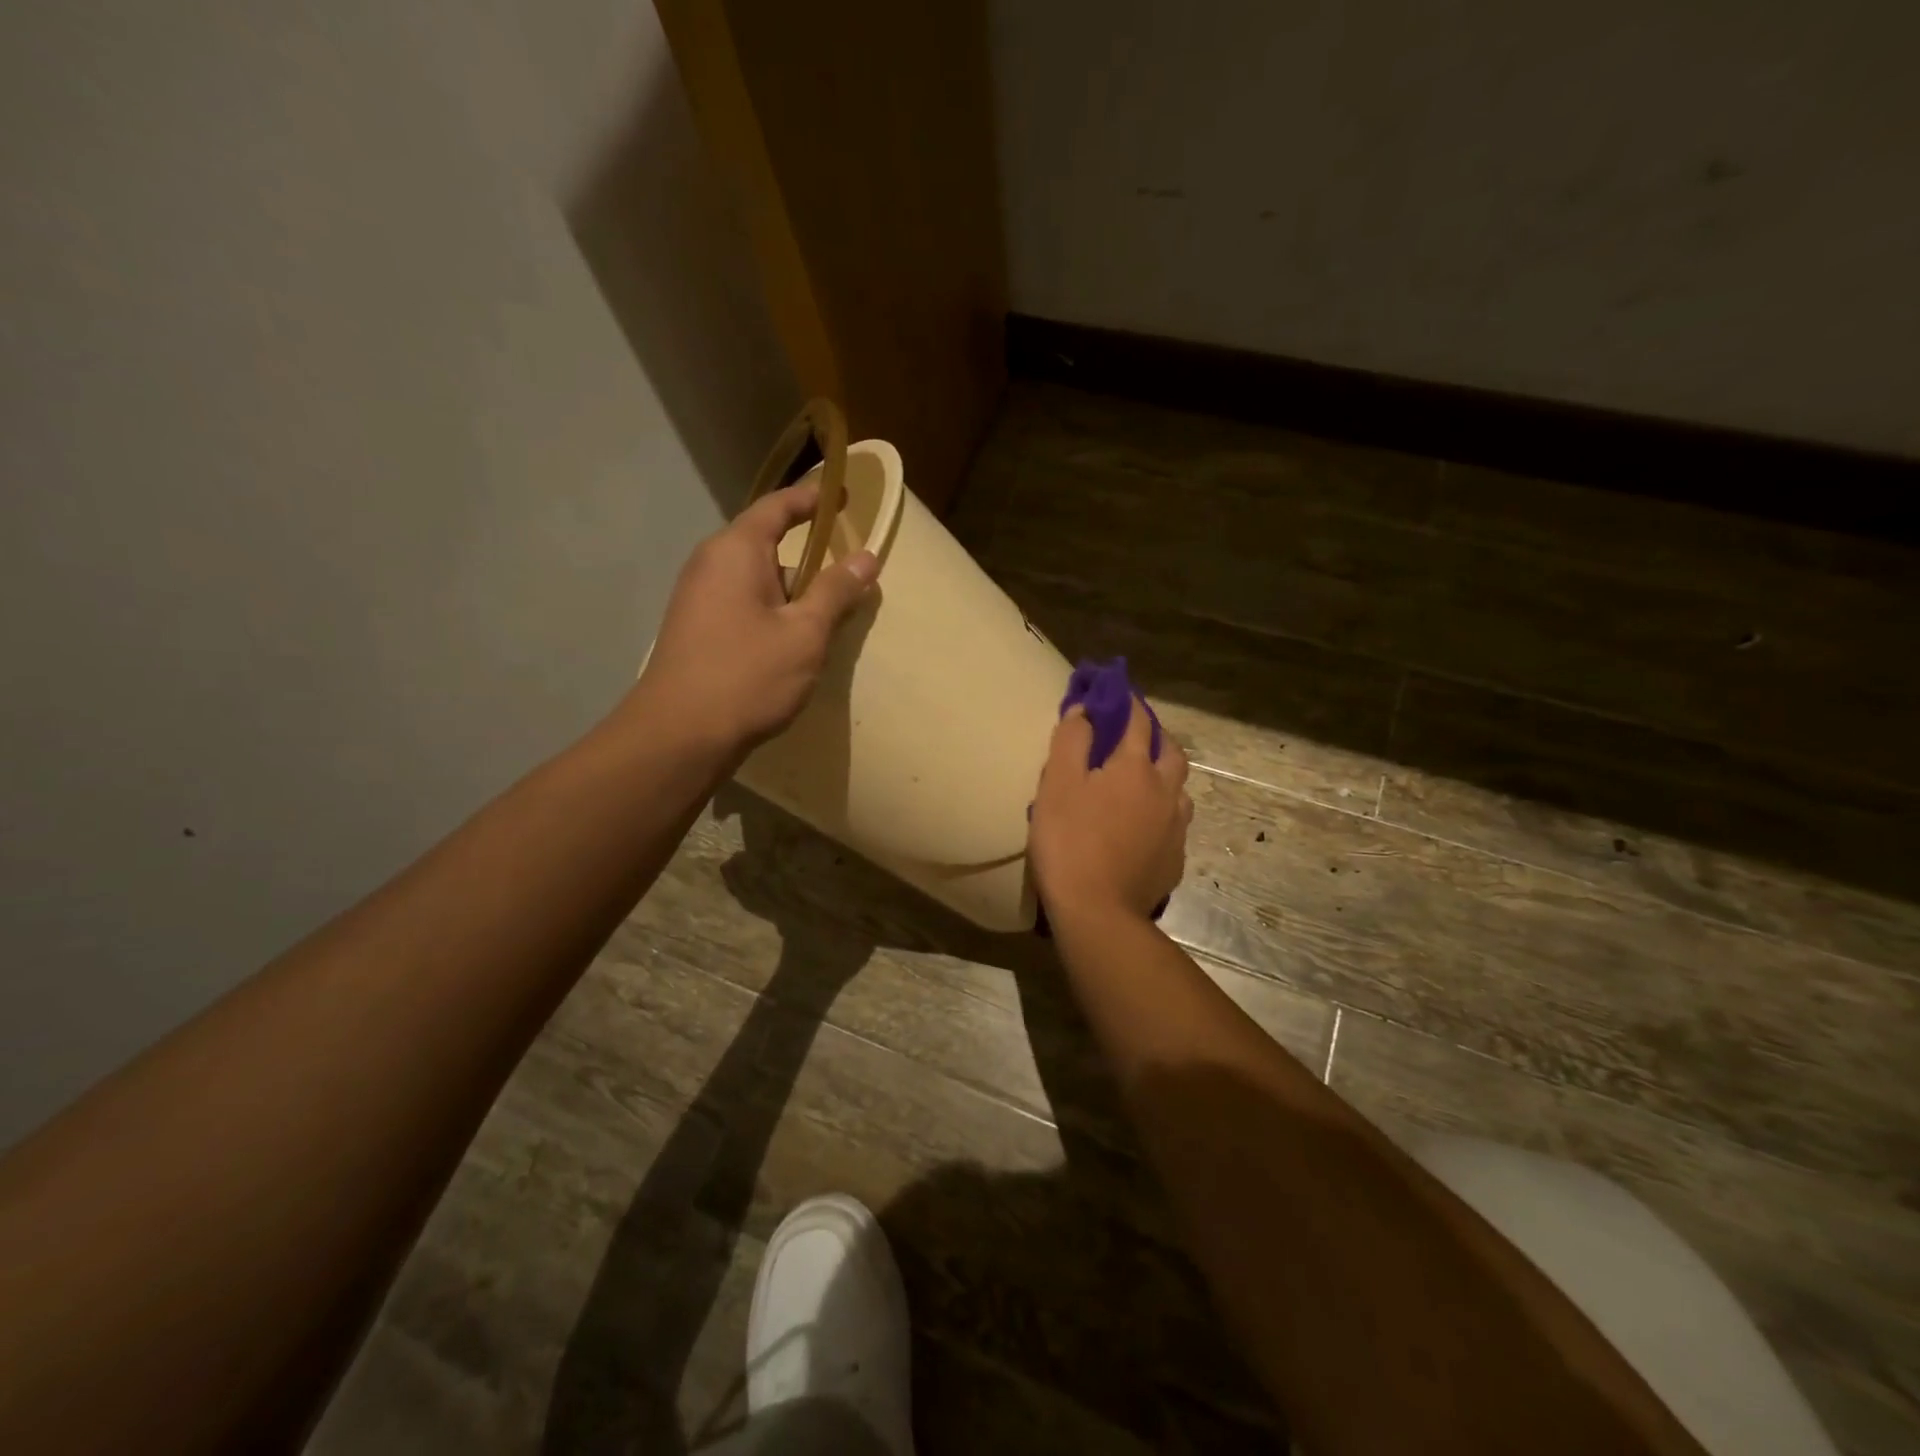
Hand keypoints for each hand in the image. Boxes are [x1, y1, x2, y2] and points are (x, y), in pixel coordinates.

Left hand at [633, 481, 878, 755]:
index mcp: (735, 551)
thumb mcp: (805, 633)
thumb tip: (867, 556)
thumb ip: (836, 591)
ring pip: (757, 583)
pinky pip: (744, 607)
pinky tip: (792, 648)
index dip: (812, 499)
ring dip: (792, 595)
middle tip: (847, 579)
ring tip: (826, 622)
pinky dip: (773, 615)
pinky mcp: (697, 631)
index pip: (777, 507)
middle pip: (767, 546)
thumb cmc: (747, 675)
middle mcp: (710, 565)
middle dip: (808, 560)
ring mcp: (698, 600)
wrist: (679, 736)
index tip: (843, 496)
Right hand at [1029, 697, 1191, 922]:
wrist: (1098, 913)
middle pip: (1171, 751)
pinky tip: (1144, 825)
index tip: (1116, 691)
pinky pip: (1174, 823)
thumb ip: (1071, 741)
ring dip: (1164, 775)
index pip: (1138, 721)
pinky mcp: (1175, 859)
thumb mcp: (1056, 785)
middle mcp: (1165, 791)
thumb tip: (1084, 710)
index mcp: (1135, 768)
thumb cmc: (1069, 842)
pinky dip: (1162, 811)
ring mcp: (1175, 827)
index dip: (1127, 702)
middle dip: (1154, 735)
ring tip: (1142, 782)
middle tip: (1133, 736)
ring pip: (1179, 789)